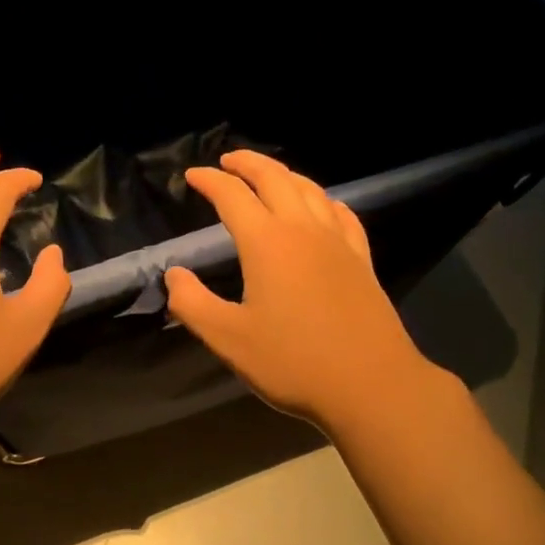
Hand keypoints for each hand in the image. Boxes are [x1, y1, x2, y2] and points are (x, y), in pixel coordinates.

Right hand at [164, 150, 435, 433]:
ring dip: (284, 175)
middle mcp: (304, 230)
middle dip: (248, 163)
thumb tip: (174, 275)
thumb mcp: (229, 339)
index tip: (192, 176)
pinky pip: (342, 214)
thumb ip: (192, 303)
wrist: (370, 384)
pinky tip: (322, 207)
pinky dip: (323, 200)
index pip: (232, 197)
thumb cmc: (293, 363)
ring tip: (268, 176)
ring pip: (311, 190)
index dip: (209, 181)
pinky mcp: (362, 261)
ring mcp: (338, 243)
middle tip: (227, 161)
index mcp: (267, 243)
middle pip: (275, 179)